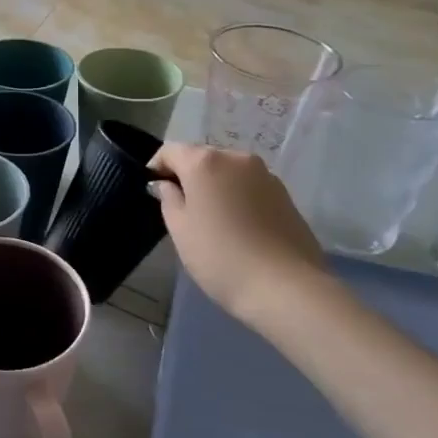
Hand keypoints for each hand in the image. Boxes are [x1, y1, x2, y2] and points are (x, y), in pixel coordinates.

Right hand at [150, 144, 329, 327]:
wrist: (285, 286)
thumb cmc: (219, 255)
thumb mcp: (180, 229)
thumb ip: (168, 198)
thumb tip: (167, 185)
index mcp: (205, 162)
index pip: (171, 151)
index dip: (157, 167)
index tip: (152, 190)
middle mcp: (237, 158)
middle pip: (203, 158)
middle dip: (188, 175)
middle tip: (180, 207)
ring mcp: (266, 175)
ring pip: (228, 172)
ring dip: (215, 186)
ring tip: (211, 219)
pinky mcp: (285, 195)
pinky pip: (250, 187)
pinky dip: (237, 197)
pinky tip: (237, 227)